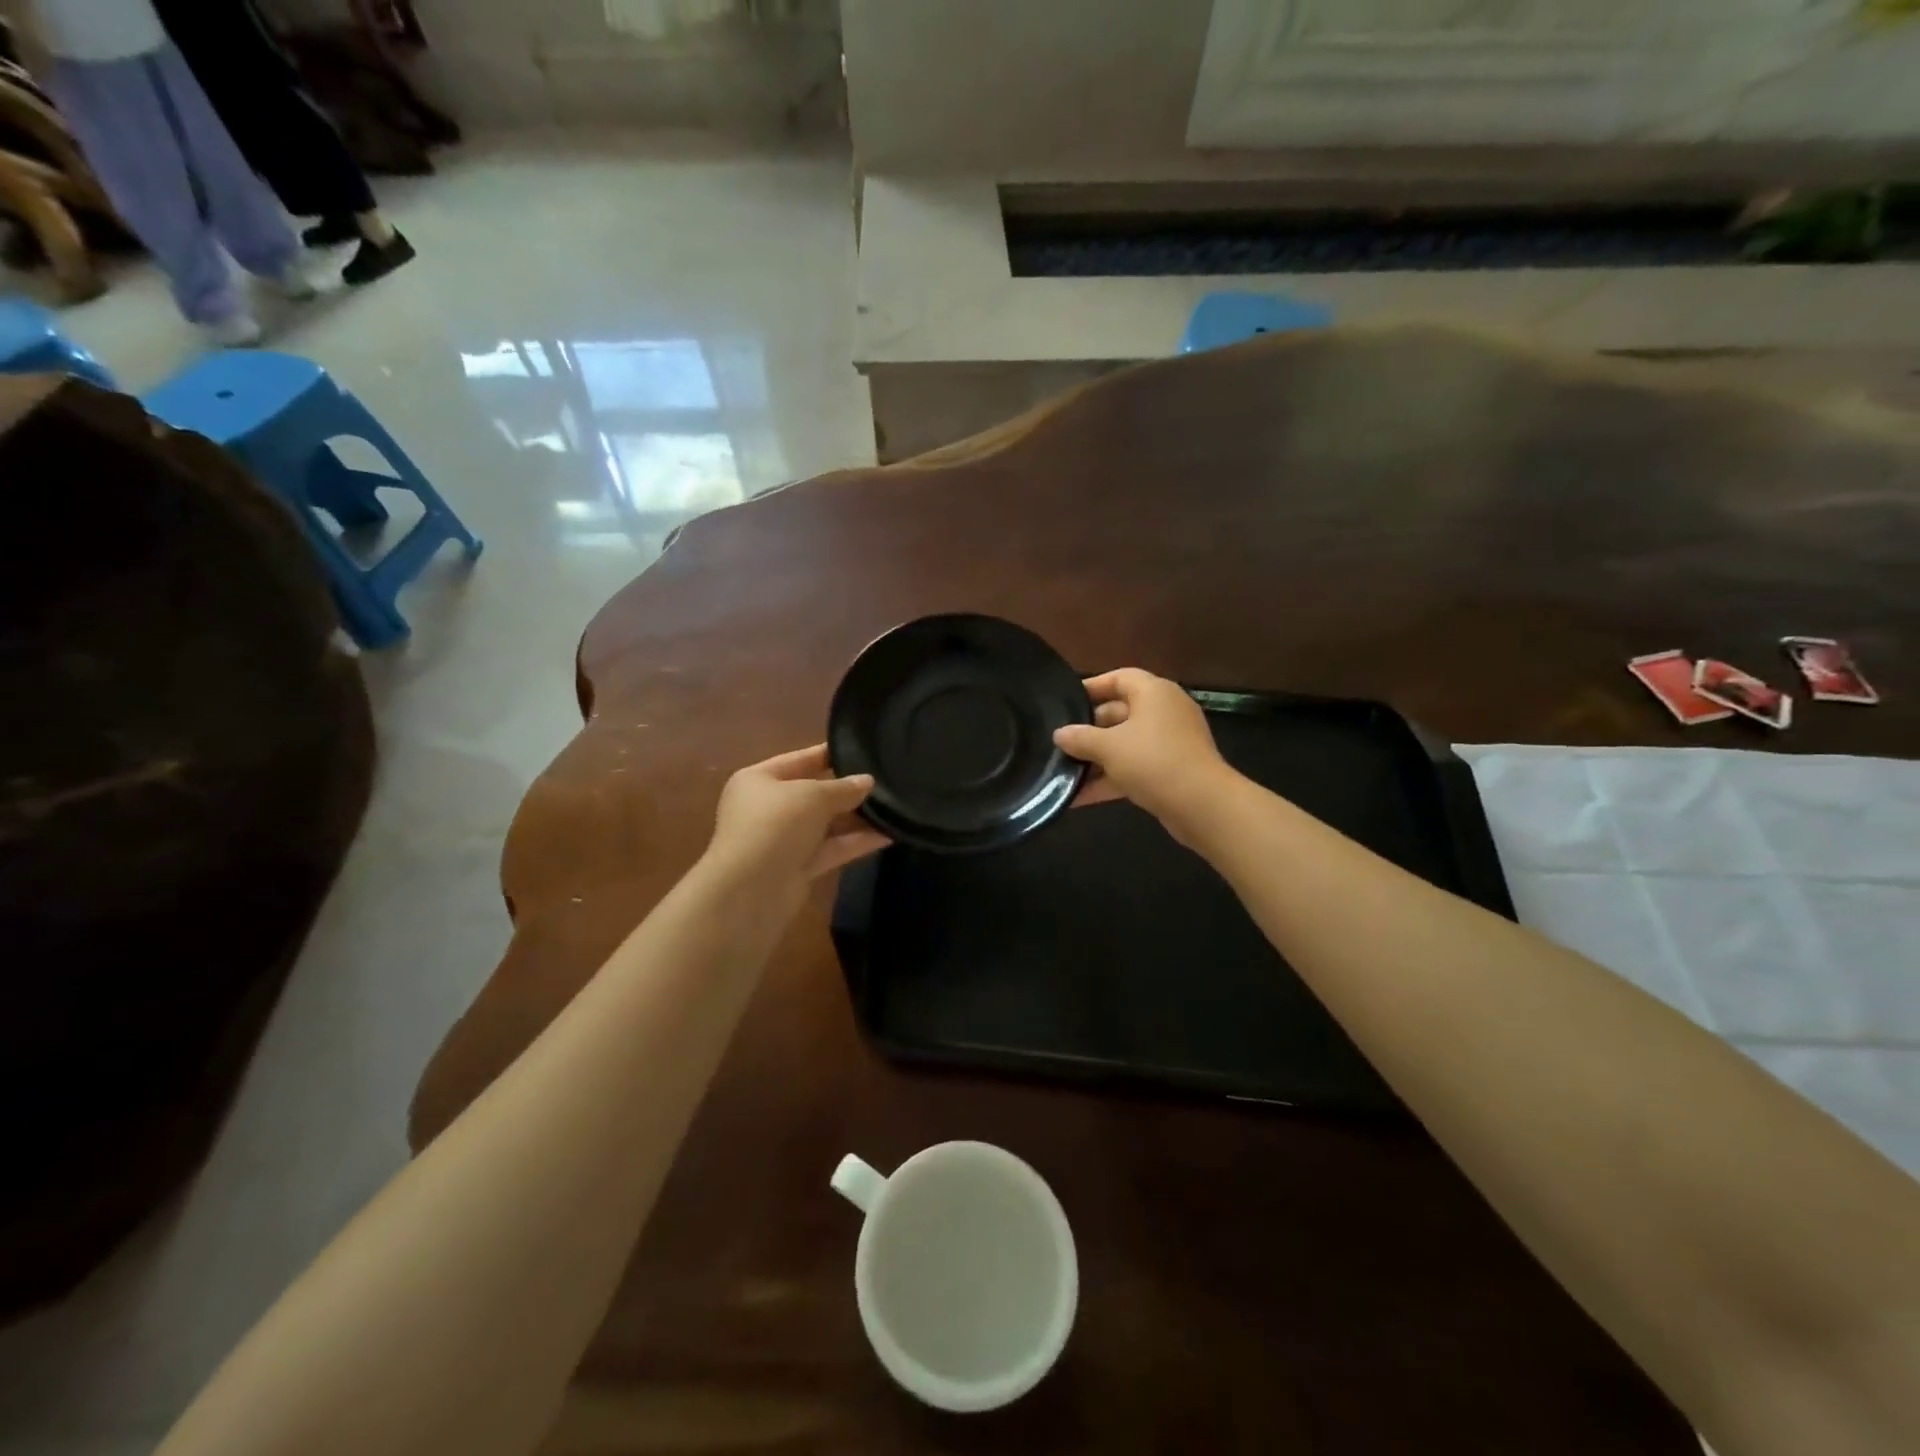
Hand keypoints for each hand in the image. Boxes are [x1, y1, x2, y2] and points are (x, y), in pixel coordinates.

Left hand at [705, 745, 887, 891]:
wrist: (750, 889)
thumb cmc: (775, 824)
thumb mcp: (813, 795)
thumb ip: (844, 788)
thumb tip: (867, 781)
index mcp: (758, 780)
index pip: (799, 760)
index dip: (830, 753)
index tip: (863, 748)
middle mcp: (768, 808)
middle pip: (813, 793)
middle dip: (847, 789)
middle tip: (885, 780)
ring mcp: (782, 840)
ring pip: (825, 824)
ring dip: (856, 818)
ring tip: (894, 807)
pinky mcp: (798, 867)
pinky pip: (831, 849)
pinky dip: (856, 842)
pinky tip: (889, 834)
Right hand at [1055, 669, 1234, 831]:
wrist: (1202, 806)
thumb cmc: (1153, 761)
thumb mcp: (1109, 747)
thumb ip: (1080, 738)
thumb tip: (1059, 734)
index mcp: (1154, 693)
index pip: (1119, 678)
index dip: (1091, 687)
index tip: (1065, 702)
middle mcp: (1164, 712)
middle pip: (1119, 713)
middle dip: (1089, 730)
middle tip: (1060, 742)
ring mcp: (1170, 743)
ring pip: (1125, 744)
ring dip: (1097, 759)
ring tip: (1063, 771)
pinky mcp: (1171, 771)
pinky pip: (1134, 768)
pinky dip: (1110, 779)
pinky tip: (1079, 798)